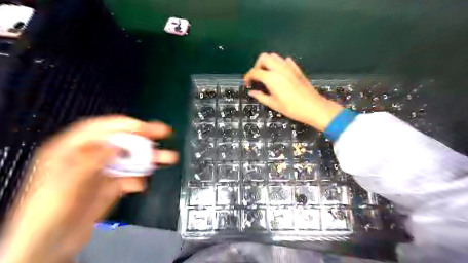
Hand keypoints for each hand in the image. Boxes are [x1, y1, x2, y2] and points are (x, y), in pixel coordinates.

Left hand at [0, 116, 178, 262]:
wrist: (49, 244)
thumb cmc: (46, 212)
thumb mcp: (64, 182)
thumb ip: (91, 160)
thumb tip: (115, 148)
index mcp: (71, 150)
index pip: (100, 128)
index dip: (123, 124)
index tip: (143, 127)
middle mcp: (90, 157)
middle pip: (121, 141)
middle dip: (143, 136)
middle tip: (163, 133)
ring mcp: (103, 172)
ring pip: (130, 159)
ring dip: (149, 157)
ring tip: (167, 157)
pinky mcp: (112, 186)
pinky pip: (130, 177)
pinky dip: (138, 179)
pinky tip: (139, 184)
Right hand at [243, 53, 342, 131]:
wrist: (313, 107)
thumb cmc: (292, 108)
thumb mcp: (273, 104)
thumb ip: (260, 96)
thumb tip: (251, 92)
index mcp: (271, 78)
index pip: (254, 71)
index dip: (248, 77)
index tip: (247, 83)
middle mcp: (279, 68)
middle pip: (263, 57)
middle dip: (257, 65)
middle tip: (257, 77)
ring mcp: (289, 67)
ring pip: (274, 56)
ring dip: (267, 63)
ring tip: (266, 75)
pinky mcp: (296, 68)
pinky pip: (285, 61)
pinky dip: (279, 64)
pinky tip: (279, 73)